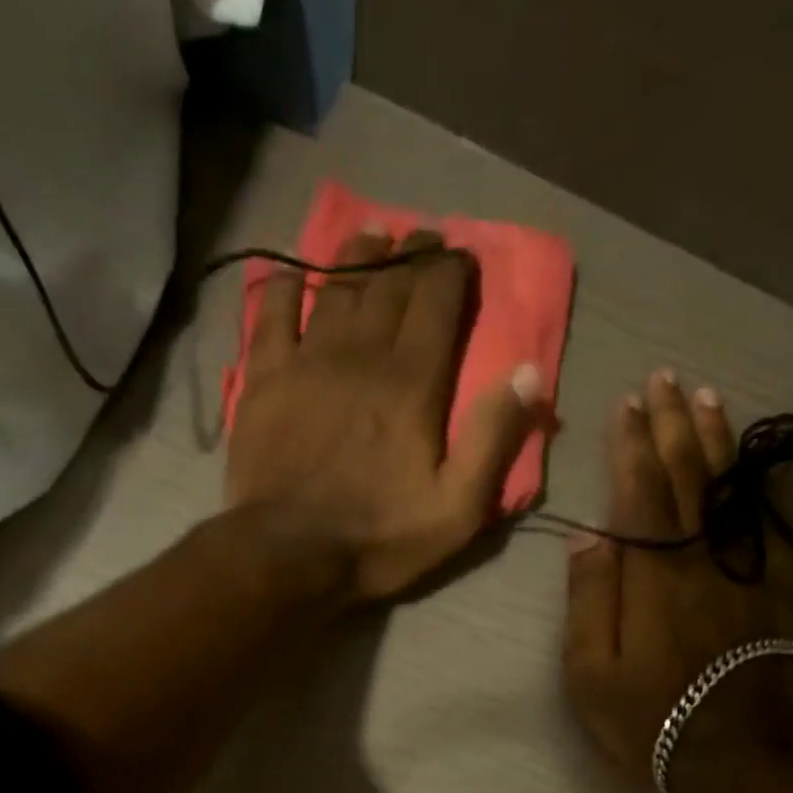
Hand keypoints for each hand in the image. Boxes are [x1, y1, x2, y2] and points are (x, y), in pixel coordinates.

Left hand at [226, 225, 542, 602]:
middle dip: (411, 254)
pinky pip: (273, 316)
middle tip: (422, 237)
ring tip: (371, 236)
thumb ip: (493, 438)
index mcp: (412, 382)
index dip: (451, 270)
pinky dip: (285, 287)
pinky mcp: (263, 380)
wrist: (288, 555)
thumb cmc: (379, 538)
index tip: (460, 254)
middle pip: (389, 285)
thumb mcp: (458, 507)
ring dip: (357, 256)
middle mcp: (360, 356)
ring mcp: (306, 363)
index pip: (437, 301)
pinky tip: (294, 271)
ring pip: (335, 288)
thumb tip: (529, 371)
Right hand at [562, 372, 792, 792]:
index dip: (633, 445)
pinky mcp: (773, 586)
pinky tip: (748, 459)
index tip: (627, 404)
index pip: (642, 492)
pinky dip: (755, 481)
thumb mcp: (591, 672)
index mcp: (653, 575)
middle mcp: (701, 557)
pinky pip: (766, 520)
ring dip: (716, 438)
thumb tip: (587, 537)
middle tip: (665, 378)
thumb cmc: (649, 717)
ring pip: (730, 488)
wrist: (737, 754)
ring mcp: (743, 569)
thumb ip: (589, 600)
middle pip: (688, 476)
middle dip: (673, 424)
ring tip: (706, 397)